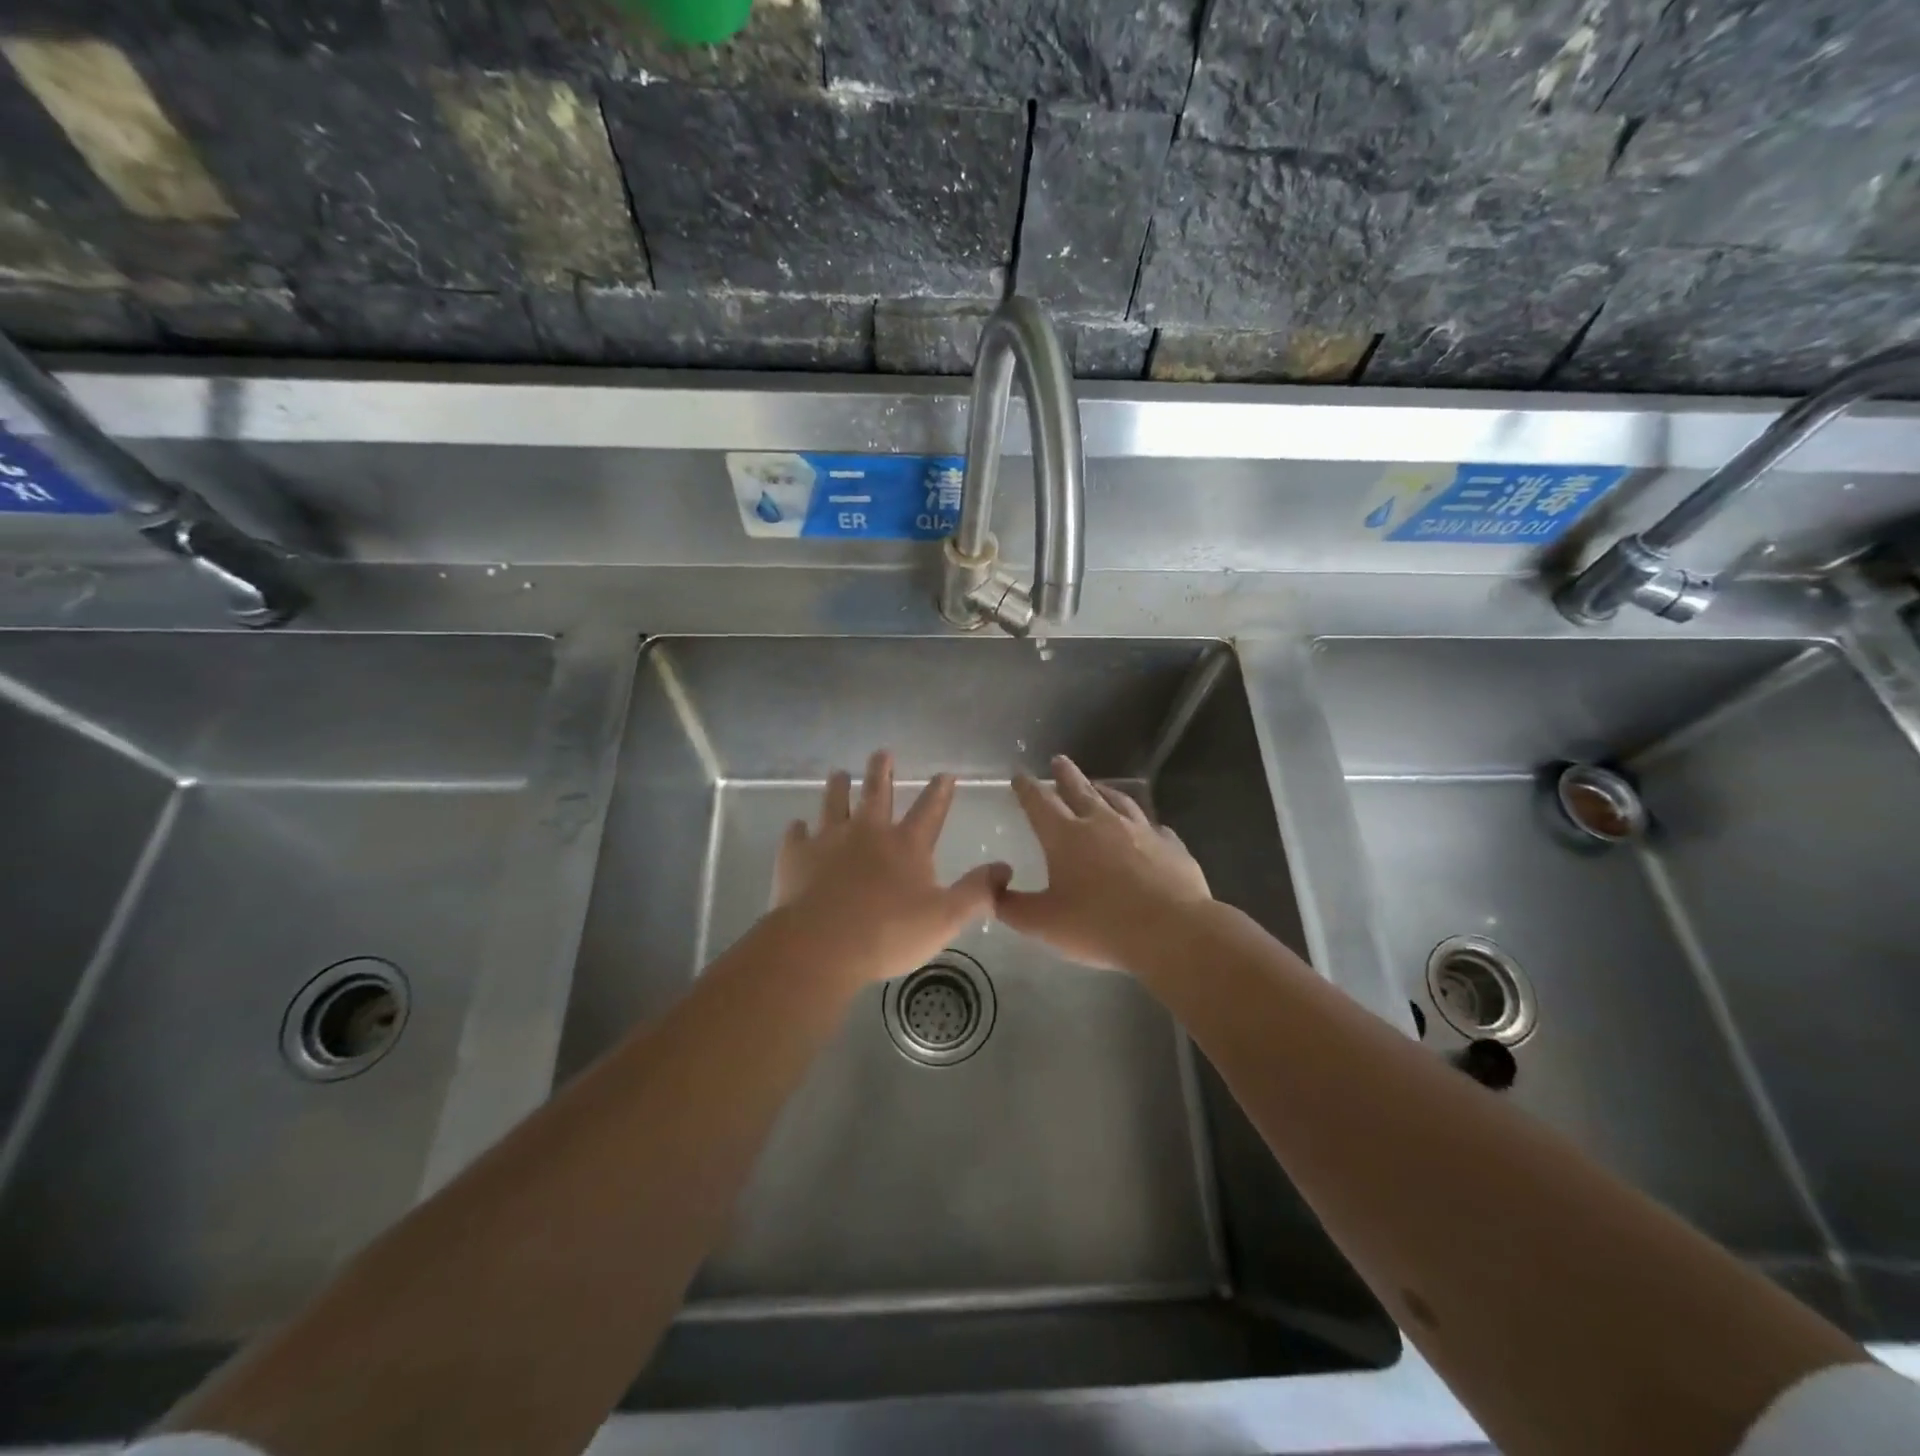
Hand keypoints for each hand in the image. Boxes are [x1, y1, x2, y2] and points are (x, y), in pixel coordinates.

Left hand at [773, 750, 1009, 988]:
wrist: (821, 945)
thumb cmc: (888, 933)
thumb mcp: (945, 918)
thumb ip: (977, 892)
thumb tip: (1005, 868)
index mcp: (906, 845)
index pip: (930, 810)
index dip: (940, 792)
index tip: (945, 773)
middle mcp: (868, 832)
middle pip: (877, 793)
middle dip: (882, 771)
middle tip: (882, 752)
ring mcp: (828, 840)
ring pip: (833, 803)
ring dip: (837, 787)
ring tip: (838, 774)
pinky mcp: (796, 856)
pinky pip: (796, 835)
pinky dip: (798, 830)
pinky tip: (797, 827)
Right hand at [998, 755, 1211, 970]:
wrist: (1172, 932)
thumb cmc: (1100, 925)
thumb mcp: (1043, 924)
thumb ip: (1011, 907)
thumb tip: (993, 886)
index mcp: (1066, 836)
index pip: (1039, 802)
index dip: (1026, 788)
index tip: (1019, 775)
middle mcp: (1102, 823)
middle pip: (1079, 790)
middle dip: (1065, 774)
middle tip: (1059, 760)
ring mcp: (1141, 830)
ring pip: (1119, 801)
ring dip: (1104, 790)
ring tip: (1098, 785)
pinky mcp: (1171, 846)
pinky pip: (1155, 828)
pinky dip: (1145, 824)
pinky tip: (1149, 828)